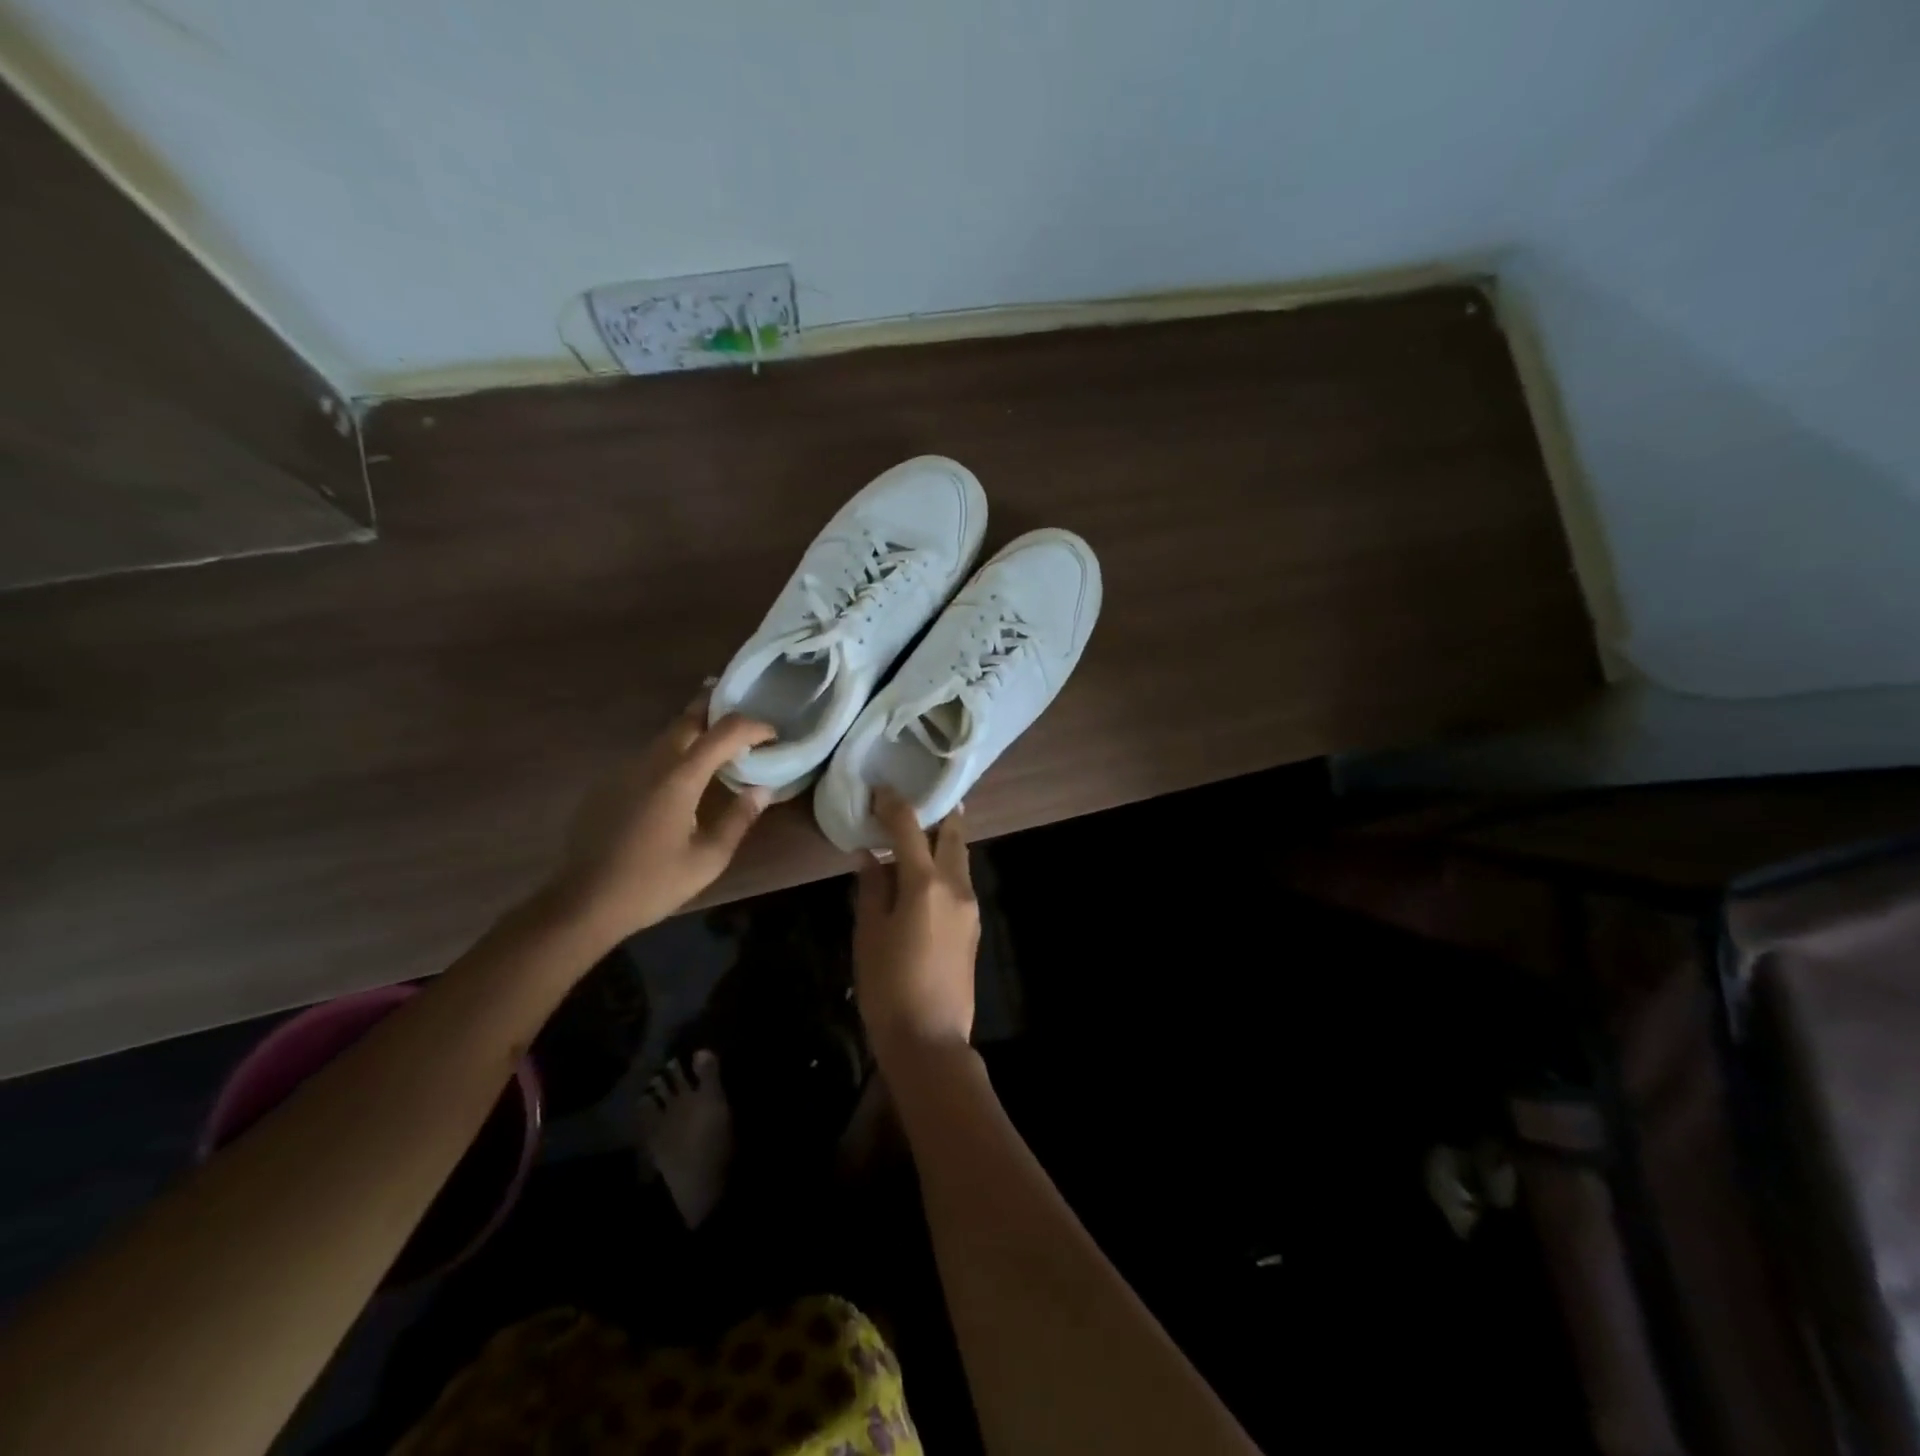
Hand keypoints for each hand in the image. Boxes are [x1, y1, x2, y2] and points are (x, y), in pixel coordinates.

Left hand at [554, 692, 774, 941]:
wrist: (584, 902)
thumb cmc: (653, 883)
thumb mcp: (709, 858)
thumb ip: (739, 818)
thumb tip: (762, 790)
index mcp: (680, 778)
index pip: (725, 732)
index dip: (754, 726)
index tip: (773, 735)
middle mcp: (651, 762)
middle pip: (688, 718)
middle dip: (719, 710)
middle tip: (745, 720)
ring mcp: (625, 769)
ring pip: (666, 735)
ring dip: (695, 731)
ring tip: (719, 744)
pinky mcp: (608, 783)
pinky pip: (648, 756)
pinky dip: (673, 753)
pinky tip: (680, 778)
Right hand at [853, 788, 979, 1065]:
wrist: (930, 1039)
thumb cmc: (888, 985)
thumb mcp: (869, 934)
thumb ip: (871, 888)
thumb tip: (871, 856)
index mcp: (926, 883)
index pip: (910, 829)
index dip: (894, 806)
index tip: (881, 790)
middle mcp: (956, 887)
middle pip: (952, 837)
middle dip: (938, 815)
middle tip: (920, 800)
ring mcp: (970, 907)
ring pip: (960, 859)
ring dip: (945, 841)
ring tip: (922, 833)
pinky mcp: (973, 926)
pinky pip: (961, 882)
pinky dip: (946, 866)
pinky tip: (927, 874)